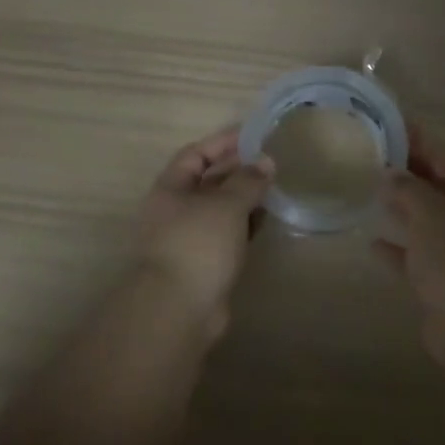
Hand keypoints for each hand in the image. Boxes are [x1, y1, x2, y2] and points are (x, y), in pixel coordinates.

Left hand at [135, 128, 272, 317]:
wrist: (179, 309)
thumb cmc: (197, 245)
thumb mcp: (226, 205)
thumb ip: (247, 181)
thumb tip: (265, 162)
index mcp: (170, 189)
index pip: (196, 154)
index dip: (223, 142)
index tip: (253, 135)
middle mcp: (175, 210)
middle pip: (208, 180)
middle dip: (237, 169)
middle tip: (270, 161)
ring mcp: (189, 238)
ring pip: (219, 208)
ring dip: (243, 197)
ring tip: (273, 187)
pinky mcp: (204, 262)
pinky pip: (227, 233)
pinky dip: (245, 223)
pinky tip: (265, 219)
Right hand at [373, 124, 444, 328]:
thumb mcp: (430, 212)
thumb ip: (408, 188)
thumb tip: (390, 173)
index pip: (440, 151)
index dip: (414, 134)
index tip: (384, 120)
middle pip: (432, 182)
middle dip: (404, 167)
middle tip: (366, 153)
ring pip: (422, 218)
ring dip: (398, 205)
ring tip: (365, 189)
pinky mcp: (439, 279)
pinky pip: (412, 255)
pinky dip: (394, 246)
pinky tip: (370, 241)